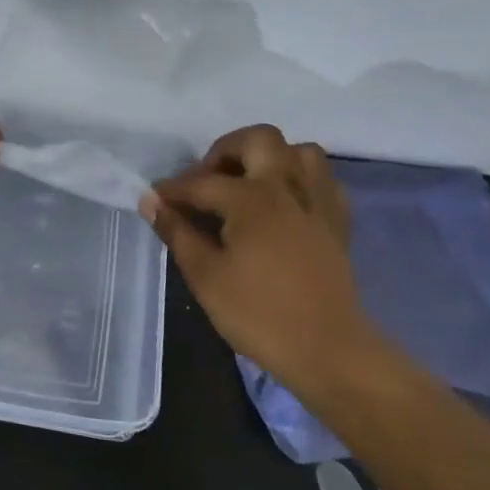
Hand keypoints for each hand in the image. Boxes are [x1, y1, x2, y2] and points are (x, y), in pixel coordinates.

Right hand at [139, 125, 375, 384]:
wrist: (328, 350)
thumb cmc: (259, 315)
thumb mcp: (205, 277)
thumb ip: (177, 233)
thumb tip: (152, 202)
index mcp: (252, 199)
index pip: (202, 182)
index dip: (173, 189)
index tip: (155, 199)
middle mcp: (287, 187)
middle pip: (259, 139)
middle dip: (225, 151)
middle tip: (206, 181)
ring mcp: (318, 201)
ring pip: (299, 151)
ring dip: (269, 158)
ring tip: (247, 185)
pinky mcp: (338, 221)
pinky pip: (322, 180)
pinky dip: (299, 180)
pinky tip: (283, 203)